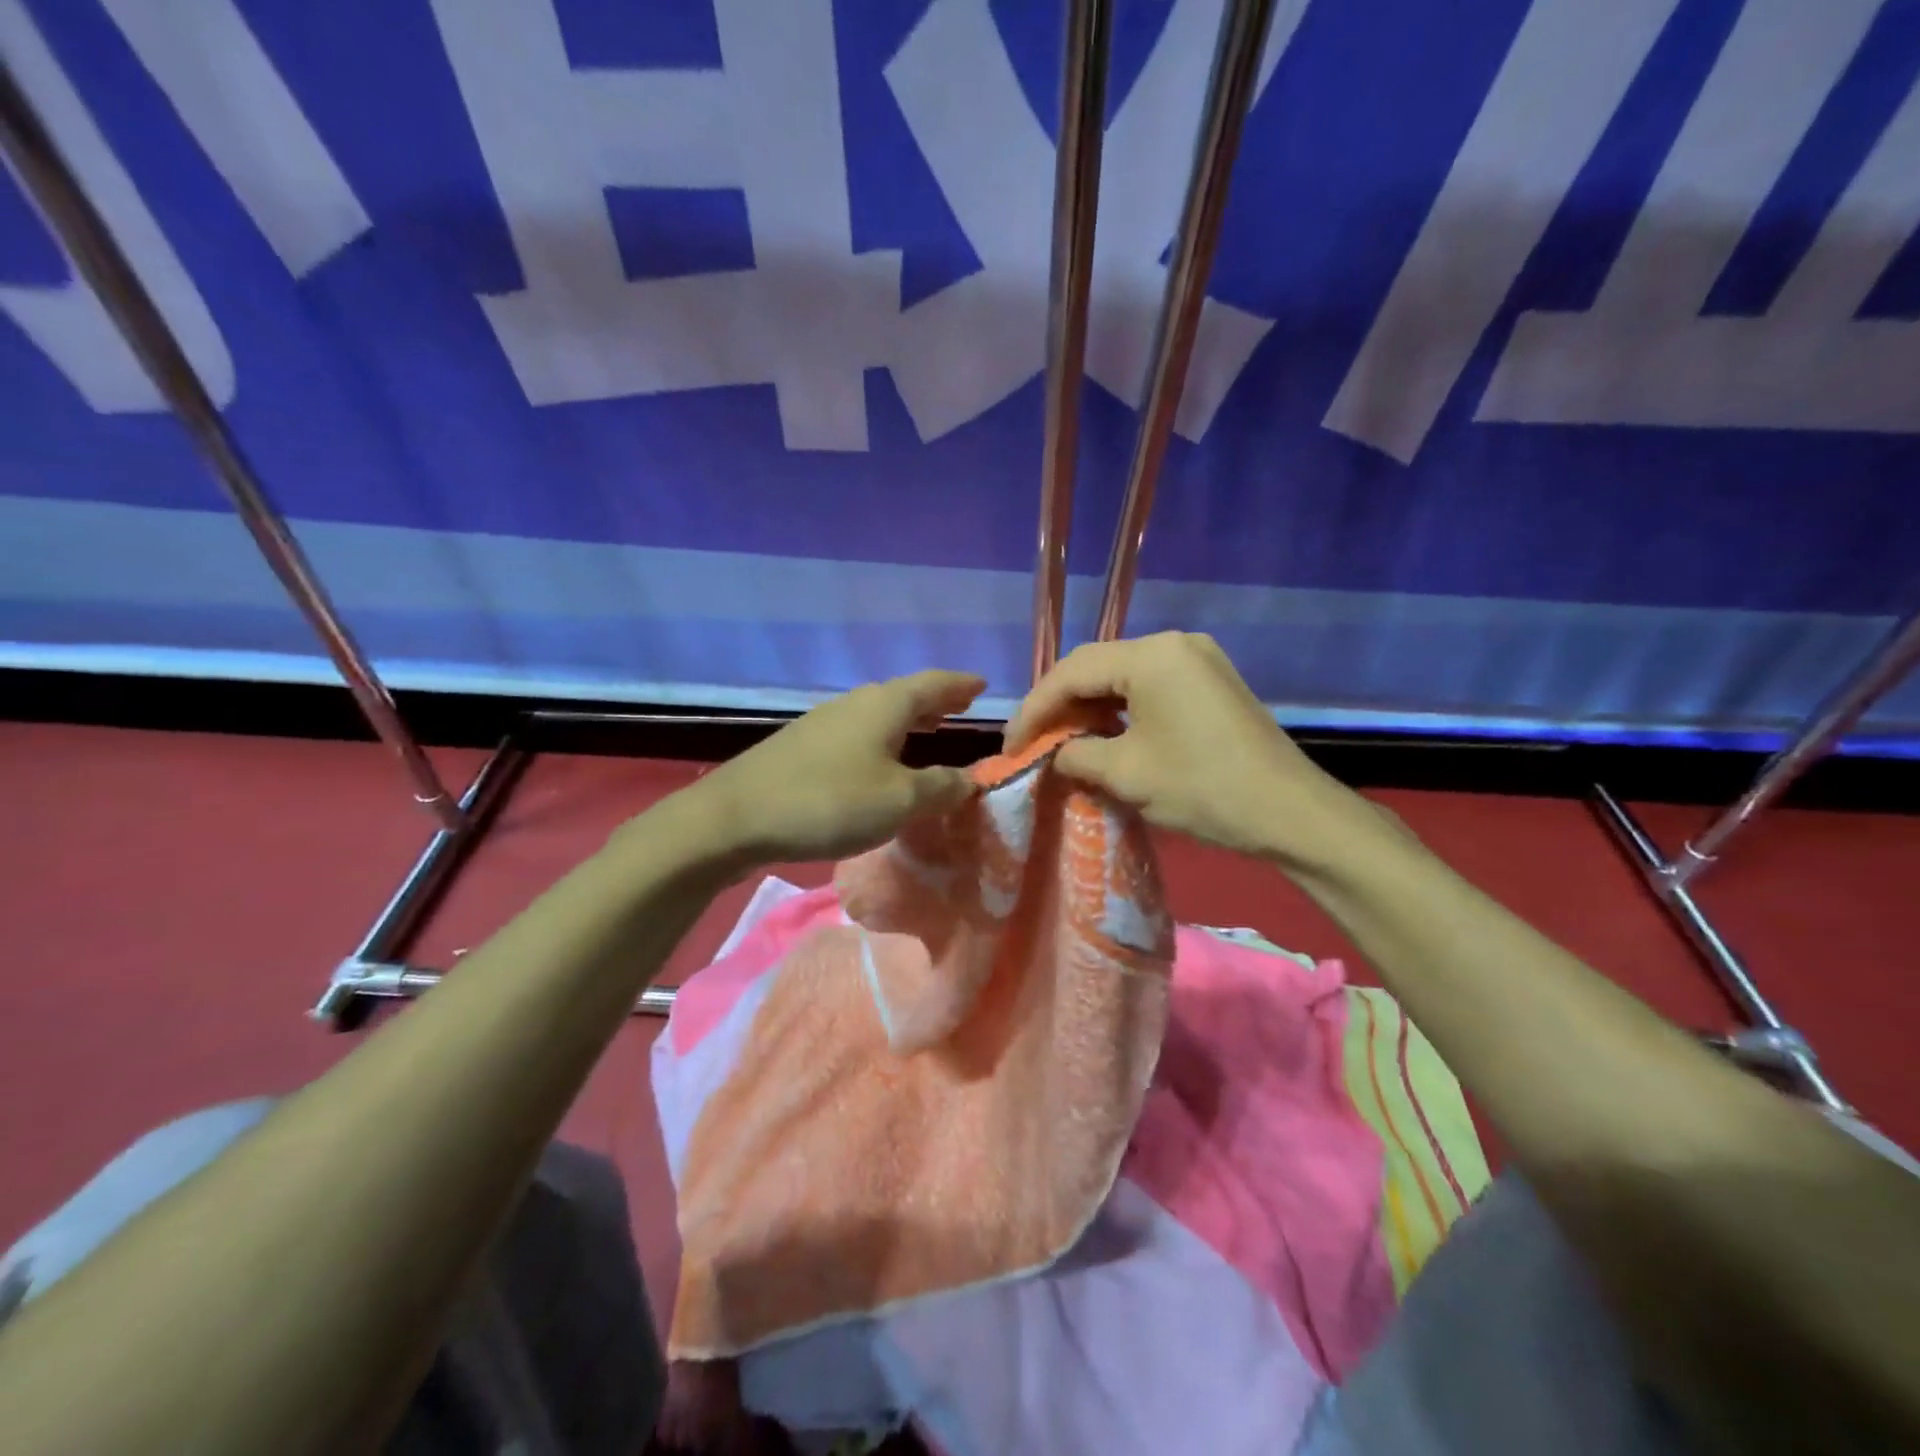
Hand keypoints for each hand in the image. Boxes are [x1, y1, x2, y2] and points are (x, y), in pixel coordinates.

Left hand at [688, 670, 983, 865]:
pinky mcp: (801, 747)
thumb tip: (971, 780)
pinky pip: (856, 734)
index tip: (982, 685)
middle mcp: (854, 704)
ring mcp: (823, 723)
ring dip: (906, 721)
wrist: (735, 817)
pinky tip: (877, 763)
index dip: (960, 685)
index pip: (934, 683)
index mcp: (884, 705)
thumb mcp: (900, 801)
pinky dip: (881, 740)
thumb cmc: (830, 802)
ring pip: (877, 714)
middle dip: (934, 701)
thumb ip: (941, 787)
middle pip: (903, 695)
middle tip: (958, 709)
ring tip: (926, 732)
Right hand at [1007, 632, 1364, 863]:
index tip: (1010, 746)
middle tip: (1032, 742)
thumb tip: (1055, 754)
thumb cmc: (1203, 788)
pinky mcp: (1211, 682)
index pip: (1072, 672)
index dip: (1034, 709)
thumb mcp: (1126, 774)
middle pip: (1097, 667)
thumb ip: (1076, 754)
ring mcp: (1198, 659)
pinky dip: (1121, 709)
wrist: (1291, 814)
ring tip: (1061, 741)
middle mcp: (1174, 643)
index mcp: (1151, 655)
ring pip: (1123, 676)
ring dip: (1089, 707)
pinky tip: (1105, 735)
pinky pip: (1151, 686)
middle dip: (1059, 705)